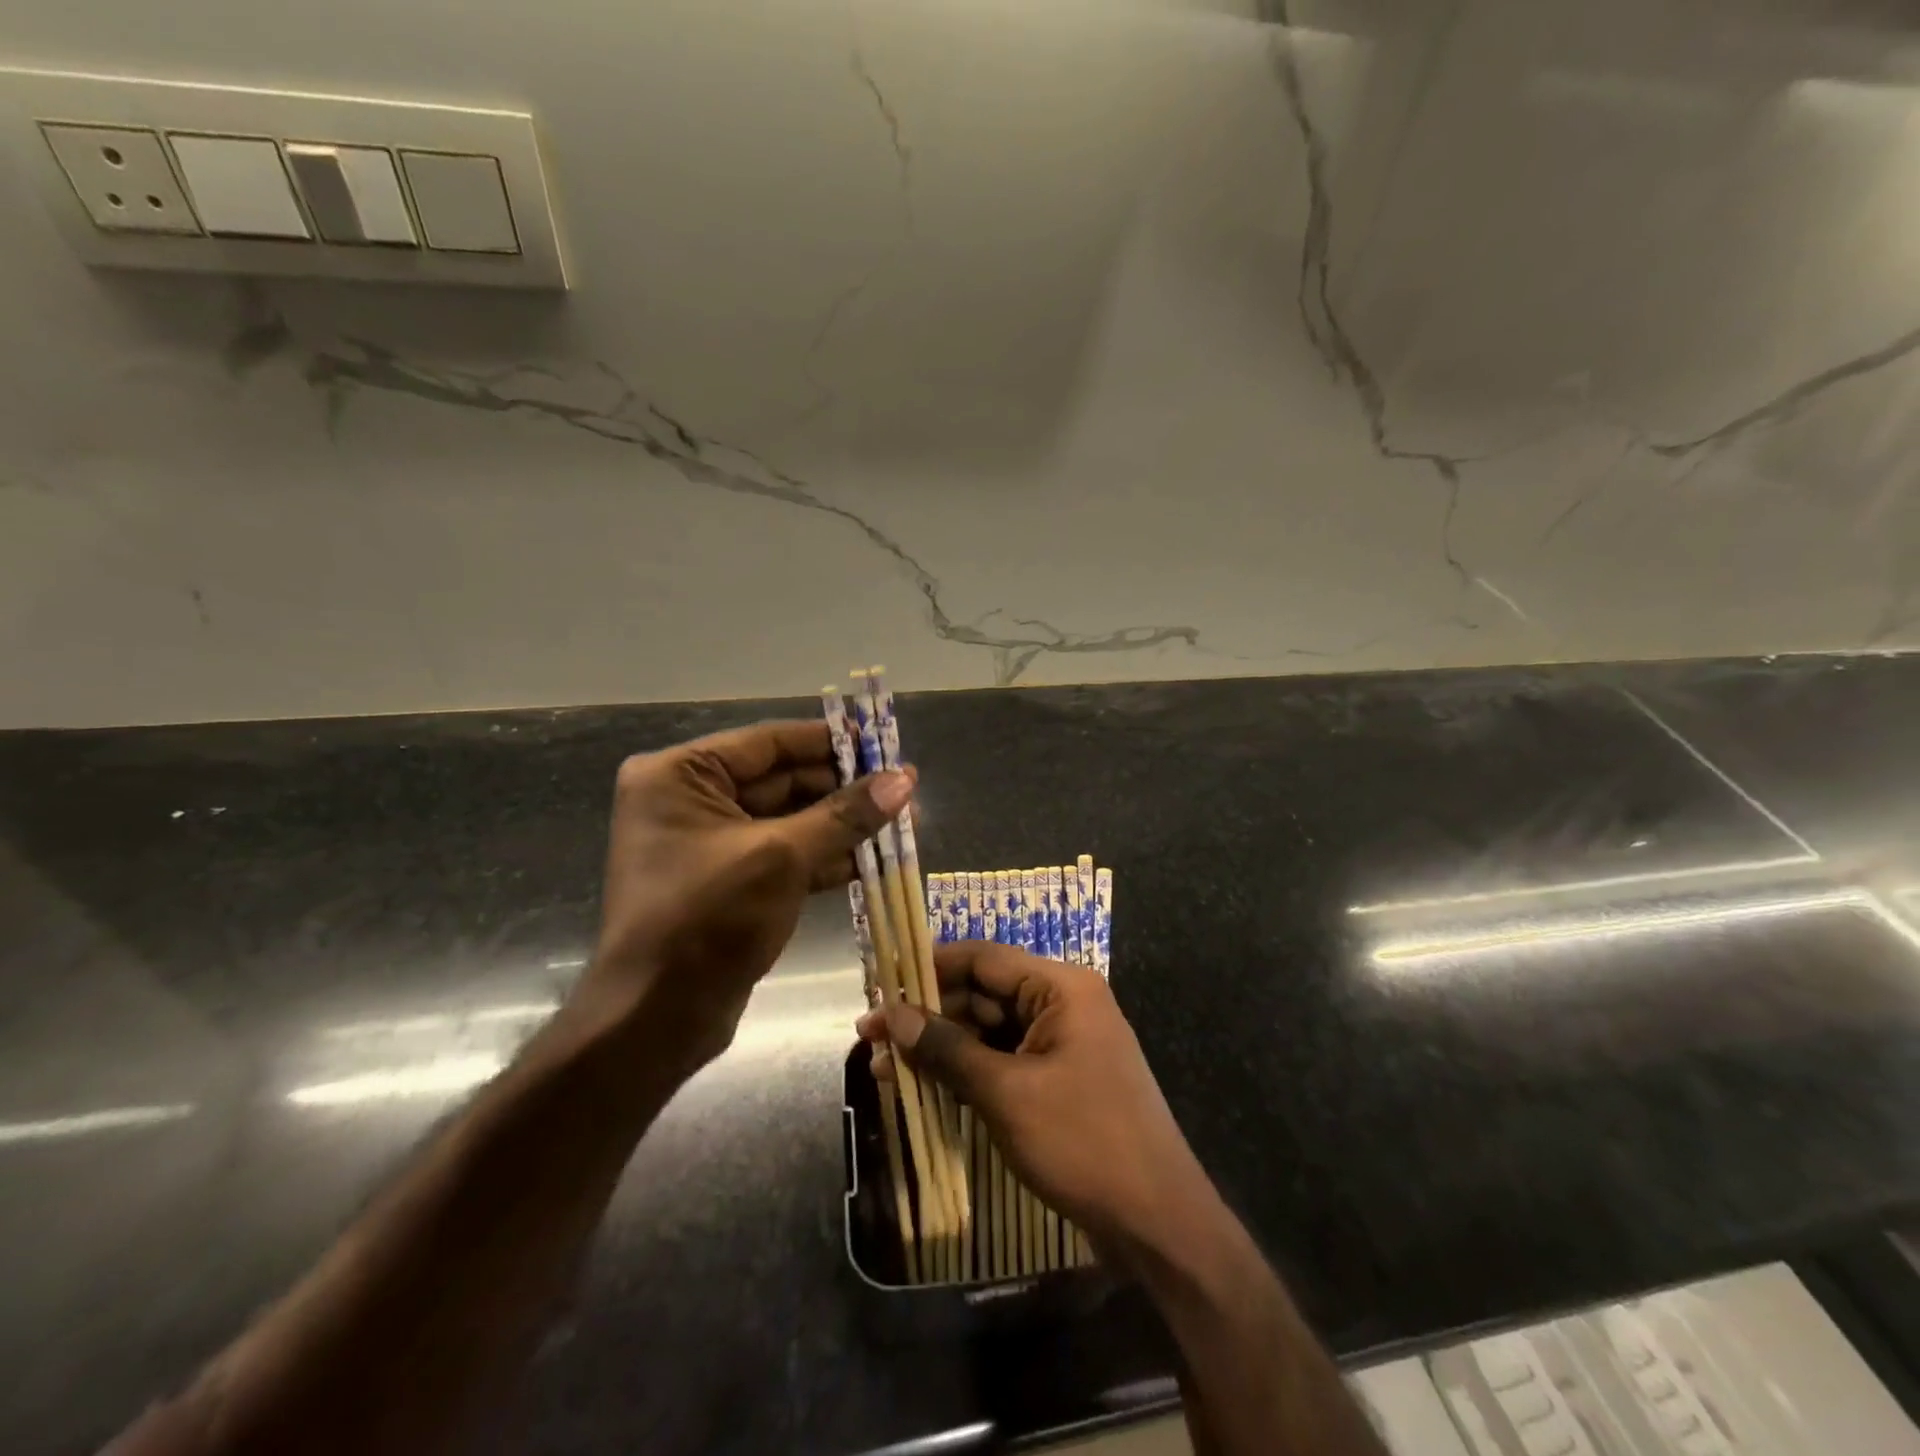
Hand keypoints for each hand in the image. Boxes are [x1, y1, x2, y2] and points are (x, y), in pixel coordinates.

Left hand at [578, 720, 911, 1079]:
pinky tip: (875, 858)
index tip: (882, 742)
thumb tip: (904, 779)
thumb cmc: (708, 919)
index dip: (829, 741)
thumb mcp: (781, 857)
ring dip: (843, 824)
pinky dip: (827, 855)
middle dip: (843, 787)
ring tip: (903, 821)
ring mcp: (710, 844)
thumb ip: (845, 814)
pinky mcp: (731, 881)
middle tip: (903, 788)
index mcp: (680, 775)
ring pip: (790, 819)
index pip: (768, 742)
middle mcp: (690, 800)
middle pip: (782, 779)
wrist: (657, 1019)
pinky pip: (785, 854)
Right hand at [858, 940, 1213, 1267]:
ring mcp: (1062, 1042)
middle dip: (927, 1015)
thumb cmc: (1083, 1142)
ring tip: (881, 1068)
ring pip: (988, 1030)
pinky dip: (965, 1070)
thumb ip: (947, 1049)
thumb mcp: (1007, 1093)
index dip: (929, 968)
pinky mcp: (1059, 1077)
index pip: (983, 958)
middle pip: (982, 993)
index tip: (881, 984)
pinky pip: (1003, 1059)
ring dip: (940, 1047)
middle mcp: (1062, 1003)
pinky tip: (923, 1086)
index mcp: (1060, 987)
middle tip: (870, 1038)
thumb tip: (892, 1016)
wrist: (1158, 1222)